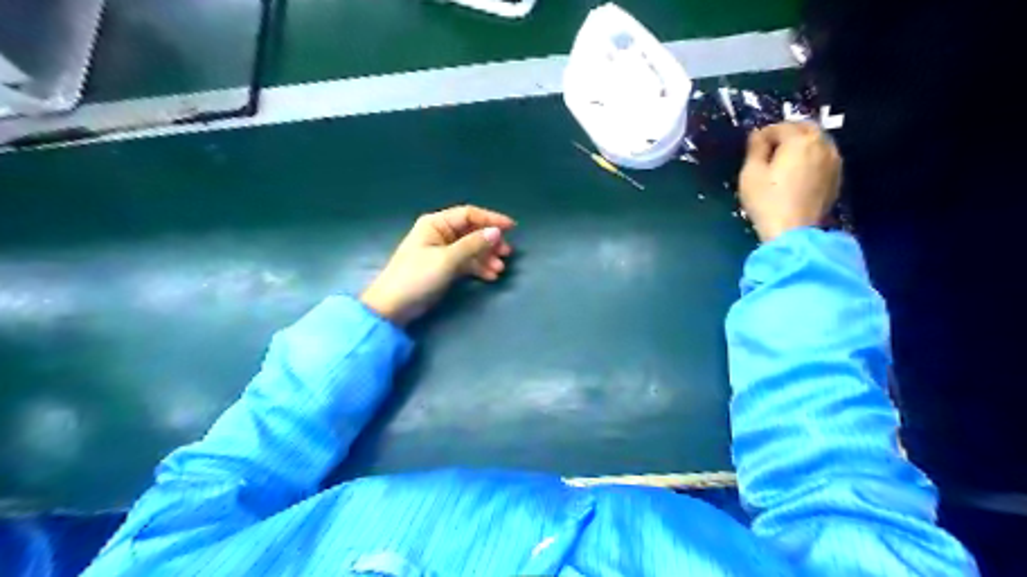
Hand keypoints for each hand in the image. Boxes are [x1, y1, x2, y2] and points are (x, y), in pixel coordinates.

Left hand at [360, 206, 516, 324]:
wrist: (393, 306)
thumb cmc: (417, 277)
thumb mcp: (447, 259)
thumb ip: (473, 245)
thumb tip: (496, 232)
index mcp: (436, 224)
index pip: (469, 214)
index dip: (491, 219)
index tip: (512, 228)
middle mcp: (440, 233)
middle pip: (472, 232)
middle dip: (490, 242)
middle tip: (506, 254)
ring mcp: (442, 251)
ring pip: (471, 248)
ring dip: (486, 257)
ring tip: (499, 269)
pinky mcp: (443, 267)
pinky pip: (466, 262)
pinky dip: (478, 267)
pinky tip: (490, 276)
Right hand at [740, 122, 842, 241]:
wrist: (793, 232)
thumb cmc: (767, 201)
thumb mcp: (751, 173)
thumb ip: (756, 148)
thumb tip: (758, 135)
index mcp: (800, 140)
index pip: (781, 127)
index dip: (764, 134)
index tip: (753, 146)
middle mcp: (822, 144)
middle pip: (805, 128)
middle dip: (787, 134)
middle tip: (770, 149)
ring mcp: (833, 161)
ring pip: (817, 142)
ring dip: (801, 145)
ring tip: (784, 161)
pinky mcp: (836, 177)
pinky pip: (823, 158)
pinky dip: (811, 158)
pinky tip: (798, 173)